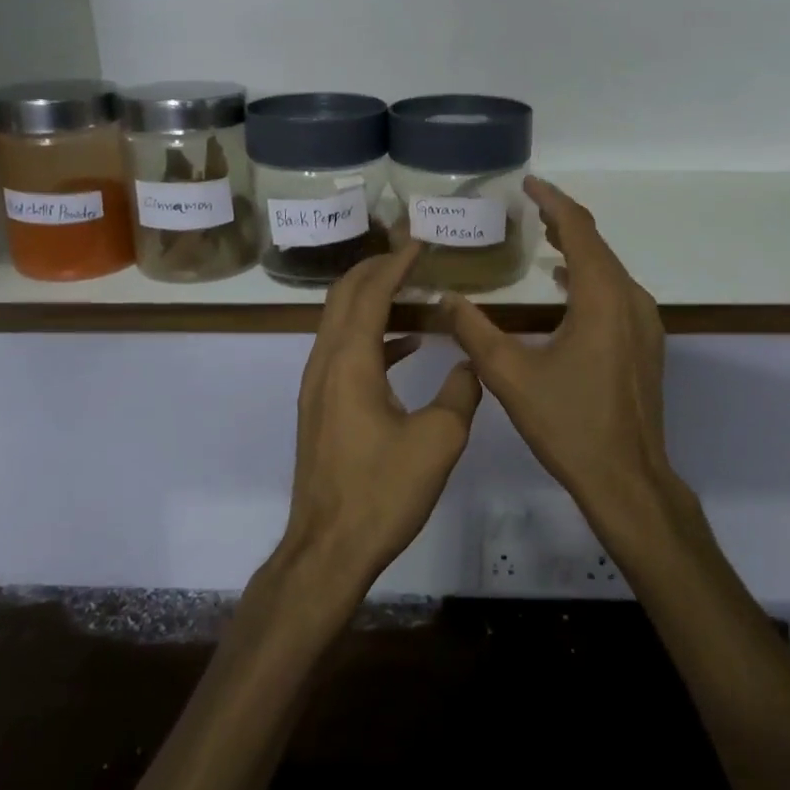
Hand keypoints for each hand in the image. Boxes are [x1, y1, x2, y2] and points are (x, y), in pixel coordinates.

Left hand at [277, 242, 482, 602]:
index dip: (395, 263)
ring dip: (371, 298)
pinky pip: (343, 351)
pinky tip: (406, 344)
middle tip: (410, 252)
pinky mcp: (321, 407)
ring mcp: (318, 386)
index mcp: (350, 362)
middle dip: (375, 268)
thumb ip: (462, 392)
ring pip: (339, 322)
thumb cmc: (382, 492)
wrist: (328, 548)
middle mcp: (325, 363)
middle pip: (344, 296)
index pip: (371, 292)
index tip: (419, 241)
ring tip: (411, 287)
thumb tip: (472, 364)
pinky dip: (371, 334)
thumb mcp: (439, 441)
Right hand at [445, 178, 691, 547]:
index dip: (553, 202)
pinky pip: (615, 293)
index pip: (579, 230)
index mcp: (602, 299)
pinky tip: (563, 287)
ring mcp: (644, 324)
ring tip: (542, 238)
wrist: (627, 478)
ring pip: (609, 270)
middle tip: (528, 207)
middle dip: (563, 222)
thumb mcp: (511, 376)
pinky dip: (589, 277)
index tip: (528, 183)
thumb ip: (475, 332)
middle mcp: (631, 301)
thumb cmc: (569, 424)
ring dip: (577, 249)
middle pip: (597, 245)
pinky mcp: (644, 345)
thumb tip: (445, 300)